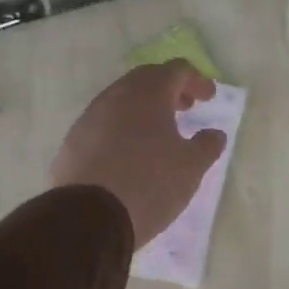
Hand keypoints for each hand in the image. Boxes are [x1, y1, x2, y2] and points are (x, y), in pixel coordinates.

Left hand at [52, 62, 227, 247]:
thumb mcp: (191, 168)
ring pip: (122, 100)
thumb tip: (214, 134)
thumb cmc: (149, 184)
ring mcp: (90, 117)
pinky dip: (123, 126)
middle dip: (169, 89)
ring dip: (144, 108)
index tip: (208, 97)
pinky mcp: (74, 140)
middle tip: (186, 107)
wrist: (88, 218)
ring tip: (159, 131)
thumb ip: (207, 145)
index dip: (196, 80)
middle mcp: (117, 96)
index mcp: (148, 94)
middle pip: (146, 79)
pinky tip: (130, 151)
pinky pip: (104, 122)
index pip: (176, 70)